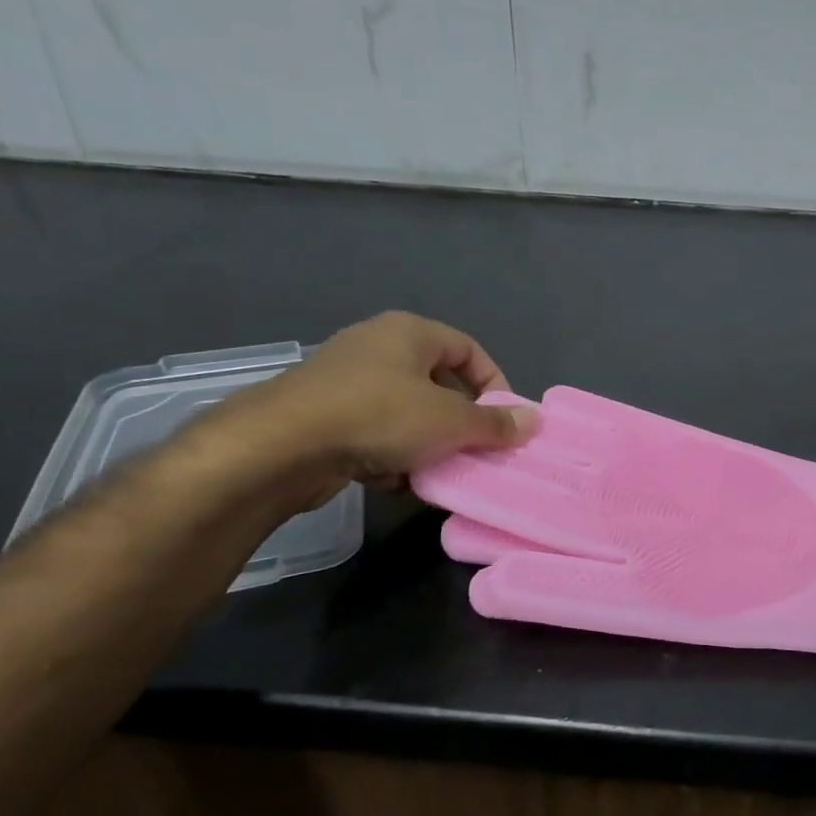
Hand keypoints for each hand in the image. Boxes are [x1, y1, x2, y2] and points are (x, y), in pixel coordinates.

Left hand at [203, 312, 536, 509]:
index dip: (494, 383)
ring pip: (406, 412)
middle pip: (438, 383)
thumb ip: (495, 423)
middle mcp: (377, 347)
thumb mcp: (450, 421)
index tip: (504, 420)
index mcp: (409, 332)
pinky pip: (375, 433)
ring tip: (440, 472)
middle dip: (460, 421)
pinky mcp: (323, 416)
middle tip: (476, 450)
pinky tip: (398, 482)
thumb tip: (534, 420)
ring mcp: (345, 381)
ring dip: (427, 444)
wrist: (282, 446)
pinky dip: (392, 455)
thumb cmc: (379, 416)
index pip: (469, 349)